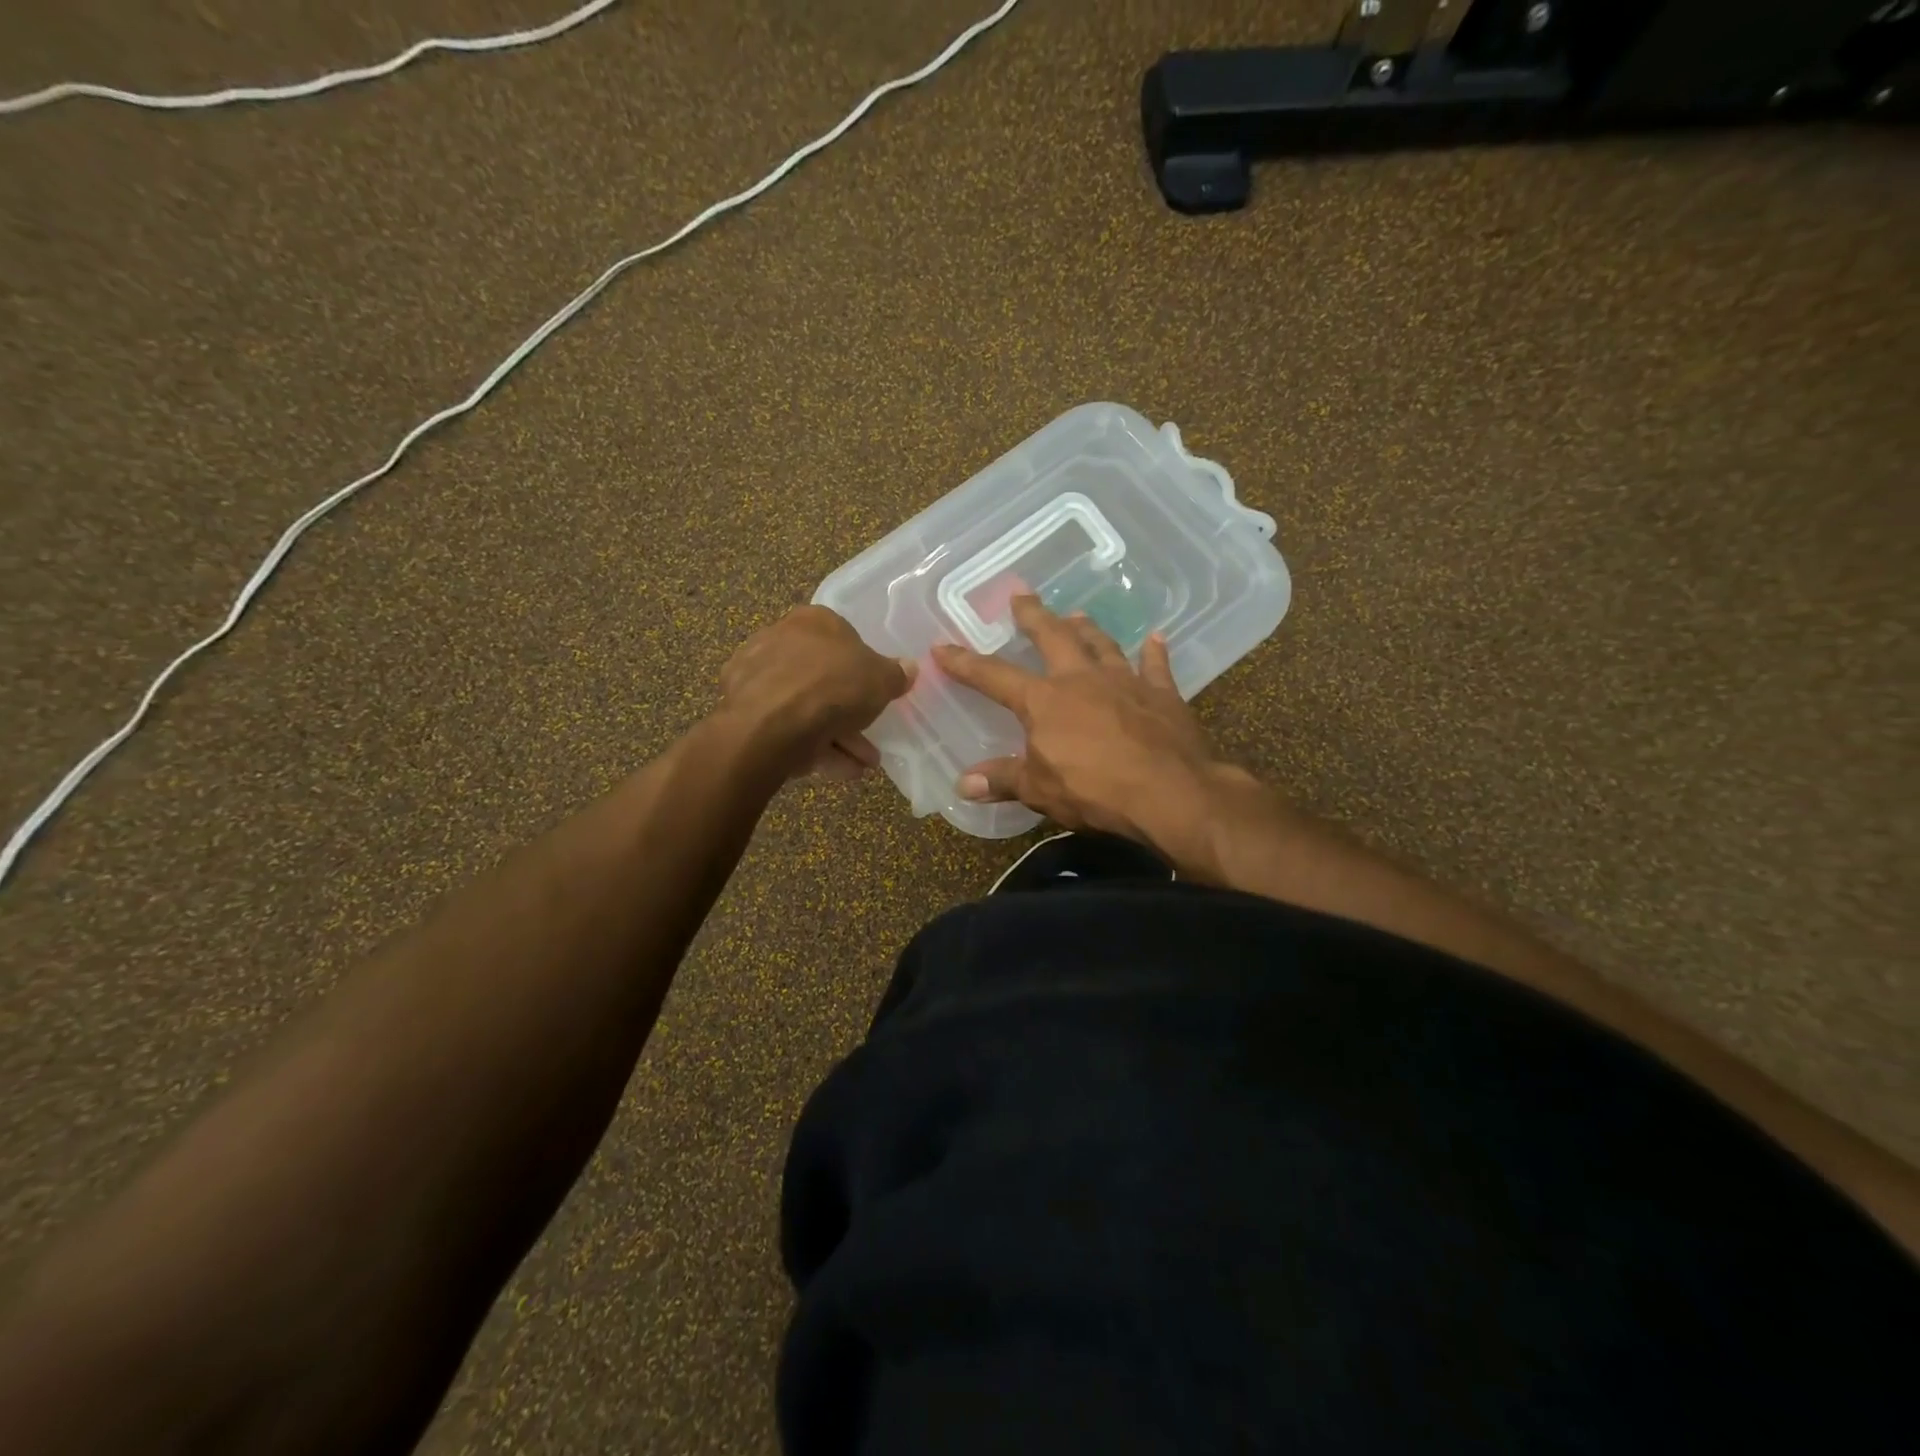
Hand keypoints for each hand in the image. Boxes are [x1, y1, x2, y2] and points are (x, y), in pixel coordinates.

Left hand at [719, 606, 915, 779]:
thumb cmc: (832, 687)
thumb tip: (908, 668)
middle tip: (870, 738)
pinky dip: (811, 747)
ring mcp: (756, 676)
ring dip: (836, 737)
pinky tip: (837, 770)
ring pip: (804, 707)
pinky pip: (786, 727)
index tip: (874, 694)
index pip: (842, 638)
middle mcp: (779, 639)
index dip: (862, 668)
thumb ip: (895, 674)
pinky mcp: (741, 711)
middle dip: (848, 711)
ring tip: (861, 765)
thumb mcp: (881, 680)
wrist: (770, 724)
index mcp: (812, 620)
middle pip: (822, 677)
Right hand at [931, 596, 1229, 845]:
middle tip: (1021, 596)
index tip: (942, 645)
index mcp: (1044, 700)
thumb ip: (1002, 780)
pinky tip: (1155, 638)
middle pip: (1053, 637)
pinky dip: (1154, 652)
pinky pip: (1156, 666)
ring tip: (1076, 614)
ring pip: (1101, 643)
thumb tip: (963, 784)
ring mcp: (1125, 681)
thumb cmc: (1094, 791)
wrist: (1169, 792)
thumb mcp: (1039, 791)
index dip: (965, 663)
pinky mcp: (1162, 694)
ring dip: (1087, 628)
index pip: (994, 676)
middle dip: (1033, 616)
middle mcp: (1081, 679)